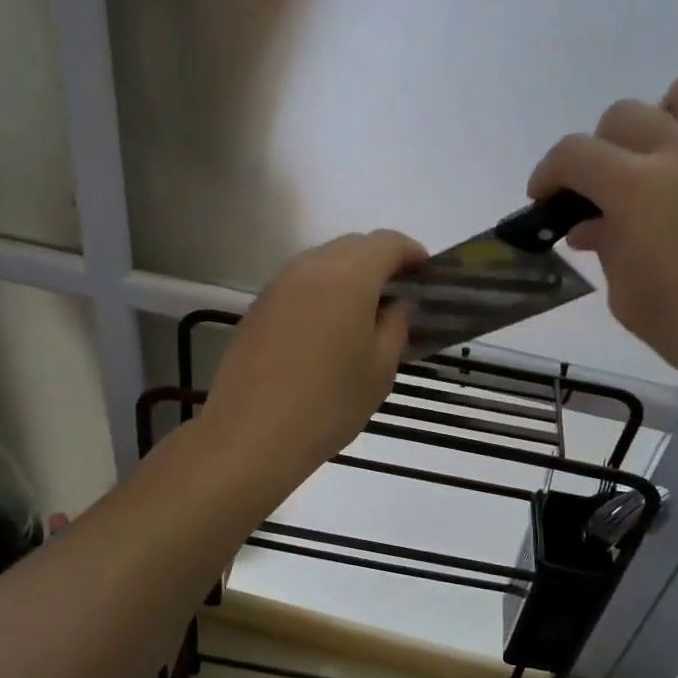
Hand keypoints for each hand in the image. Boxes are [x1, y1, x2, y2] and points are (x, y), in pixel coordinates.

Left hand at [203, 229, 427, 483]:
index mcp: (348, 276)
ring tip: (363, 310)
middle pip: (352, 245)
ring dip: (347, 274)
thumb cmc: (329, 403)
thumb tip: (397, 304)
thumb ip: (395, 326)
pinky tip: (326, 327)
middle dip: (379, 260)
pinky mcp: (257, 307)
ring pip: (322, 262)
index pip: (387, 243)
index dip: (411, 252)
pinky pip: (298, 284)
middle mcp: (310, 268)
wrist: (251, 433)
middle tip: (398, 292)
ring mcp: (278, 286)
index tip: (426, 273)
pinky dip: (321, 291)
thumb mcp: (379, 369)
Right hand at [528, 56, 677, 414]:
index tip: (547, 197)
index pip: (574, 154)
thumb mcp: (629, 298)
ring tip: (672, 137)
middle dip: (603, 146)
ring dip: (672, 107)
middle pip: (626, 114)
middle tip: (609, 184)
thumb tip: (592, 225)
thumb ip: (607, 249)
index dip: (549, 171)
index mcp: (637, 189)